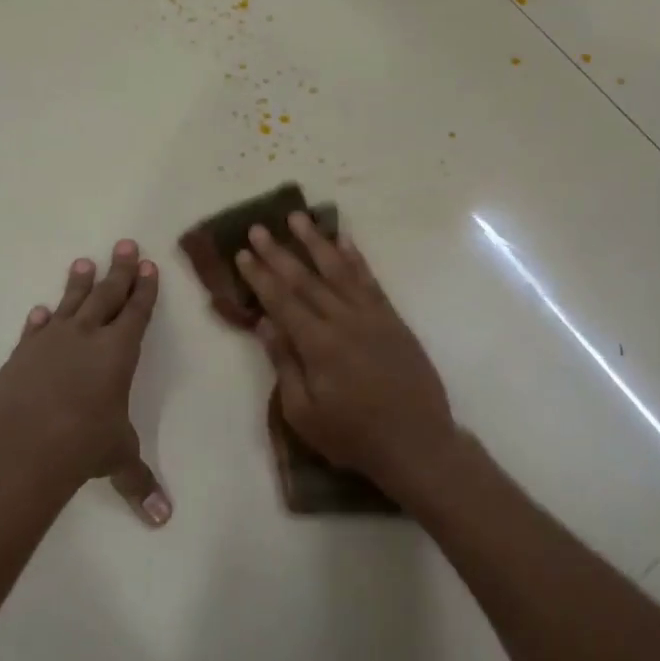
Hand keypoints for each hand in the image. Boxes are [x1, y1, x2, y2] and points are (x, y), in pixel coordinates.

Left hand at [0, 241, 170, 525]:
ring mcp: (50, 343)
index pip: (137, 312)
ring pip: (70, 304)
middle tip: (125, 245)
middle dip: (119, 271)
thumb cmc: (83, 443)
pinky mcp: (21, 356)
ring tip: (84, 262)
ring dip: (79, 284)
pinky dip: (40, 320)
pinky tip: (40, 310)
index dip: (144, 290)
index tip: (148, 266)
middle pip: (107, 296)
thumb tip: (163, 519)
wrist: (23, 442)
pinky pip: (35, 330)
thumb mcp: (117, 458)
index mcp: (119, 352)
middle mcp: (86, 338)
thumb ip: (139, 482)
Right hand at [235, 213, 459, 496]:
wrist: (416, 442)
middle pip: (306, 279)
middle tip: (258, 228)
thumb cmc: (353, 436)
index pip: (281, 301)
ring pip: (339, 270)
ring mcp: (372, 316)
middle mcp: (344, 320)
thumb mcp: (304, 413)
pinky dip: (355, 258)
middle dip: (279, 252)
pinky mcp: (392, 319)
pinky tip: (344, 241)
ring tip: (298, 218)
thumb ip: (284, 364)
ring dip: (316, 242)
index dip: (260, 276)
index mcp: (318, 345)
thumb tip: (265, 323)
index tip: (243, 253)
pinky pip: (370, 280)